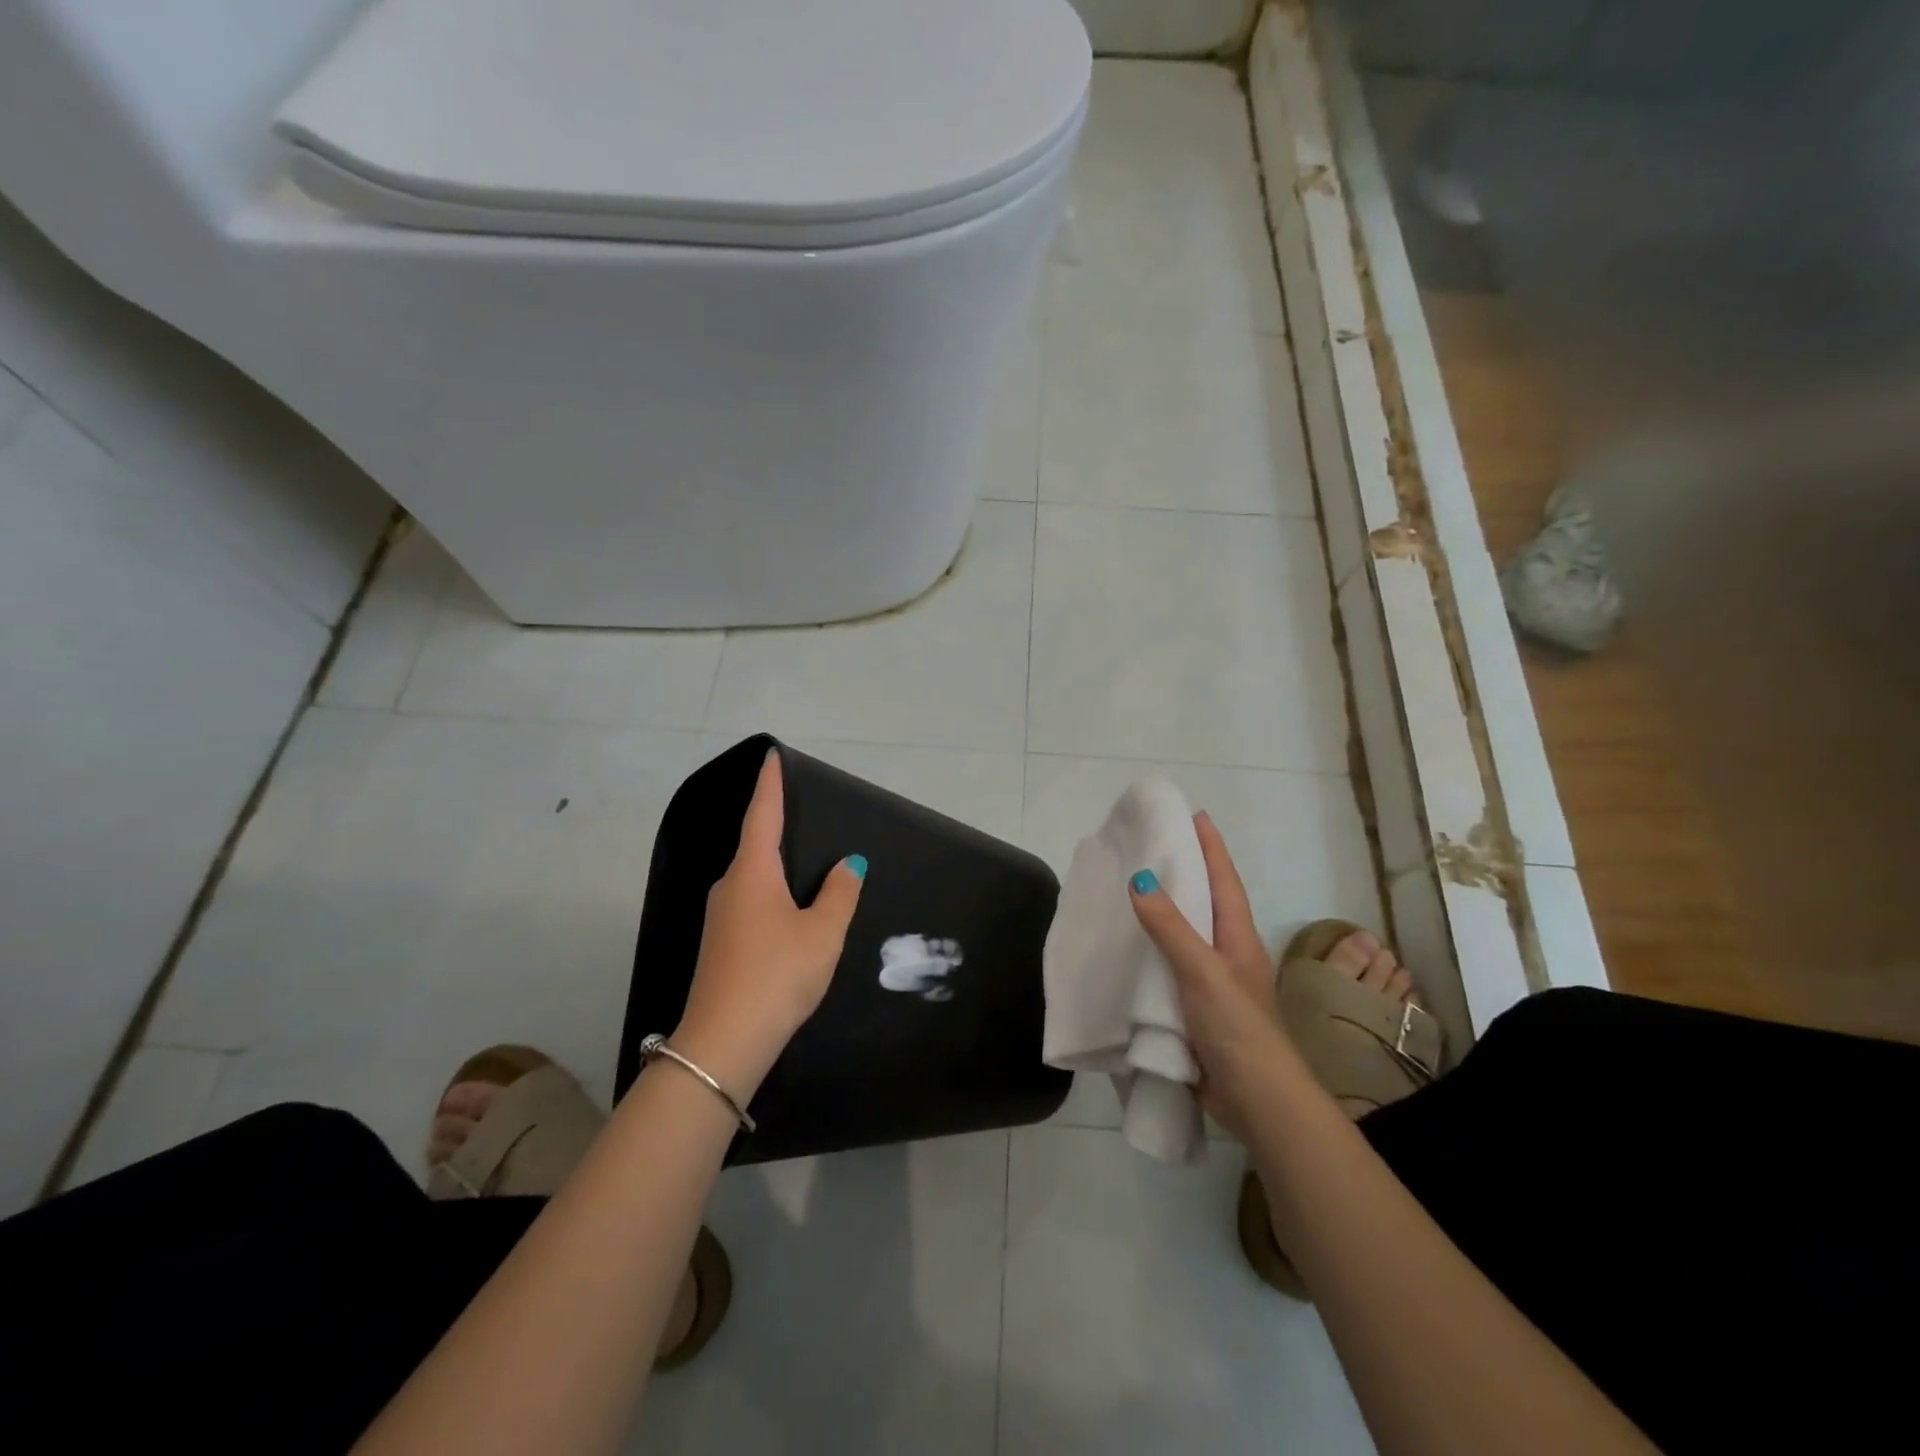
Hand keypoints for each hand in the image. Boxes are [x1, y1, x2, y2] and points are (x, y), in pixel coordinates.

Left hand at [673, 751, 866, 1099]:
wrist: (724, 1041)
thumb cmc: (778, 973)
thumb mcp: (822, 932)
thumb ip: (839, 894)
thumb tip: (848, 864)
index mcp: (753, 872)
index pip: (762, 815)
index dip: (770, 785)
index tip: (771, 757)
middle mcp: (730, 886)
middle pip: (755, 844)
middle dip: (776, 826)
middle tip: (803, 812)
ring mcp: (719, 917)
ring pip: (752, 877)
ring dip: (775, 865)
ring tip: (805, 862)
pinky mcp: (719, 944)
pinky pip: (749, 902)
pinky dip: (770, 893)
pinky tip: (789, 910)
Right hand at [1128, 812, 1292, 1139]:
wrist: (1256, 1102)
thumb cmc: (1237, 1028)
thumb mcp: (1203, 972)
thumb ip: (1171, 928)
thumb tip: (1140, 878)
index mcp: (1237, 938)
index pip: (1224, 881)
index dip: (1211, 848)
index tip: (1195, 816)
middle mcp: (1227, 955)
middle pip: (1205, 903)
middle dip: (1185, 873)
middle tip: (1152, 846)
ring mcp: (1212, 984)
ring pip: (1185, 937)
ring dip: (1164, 913)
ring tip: (1131, 890)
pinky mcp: (1195, 1011)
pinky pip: (1169, 969)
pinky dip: (1152, 953)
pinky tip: (1128, 952)